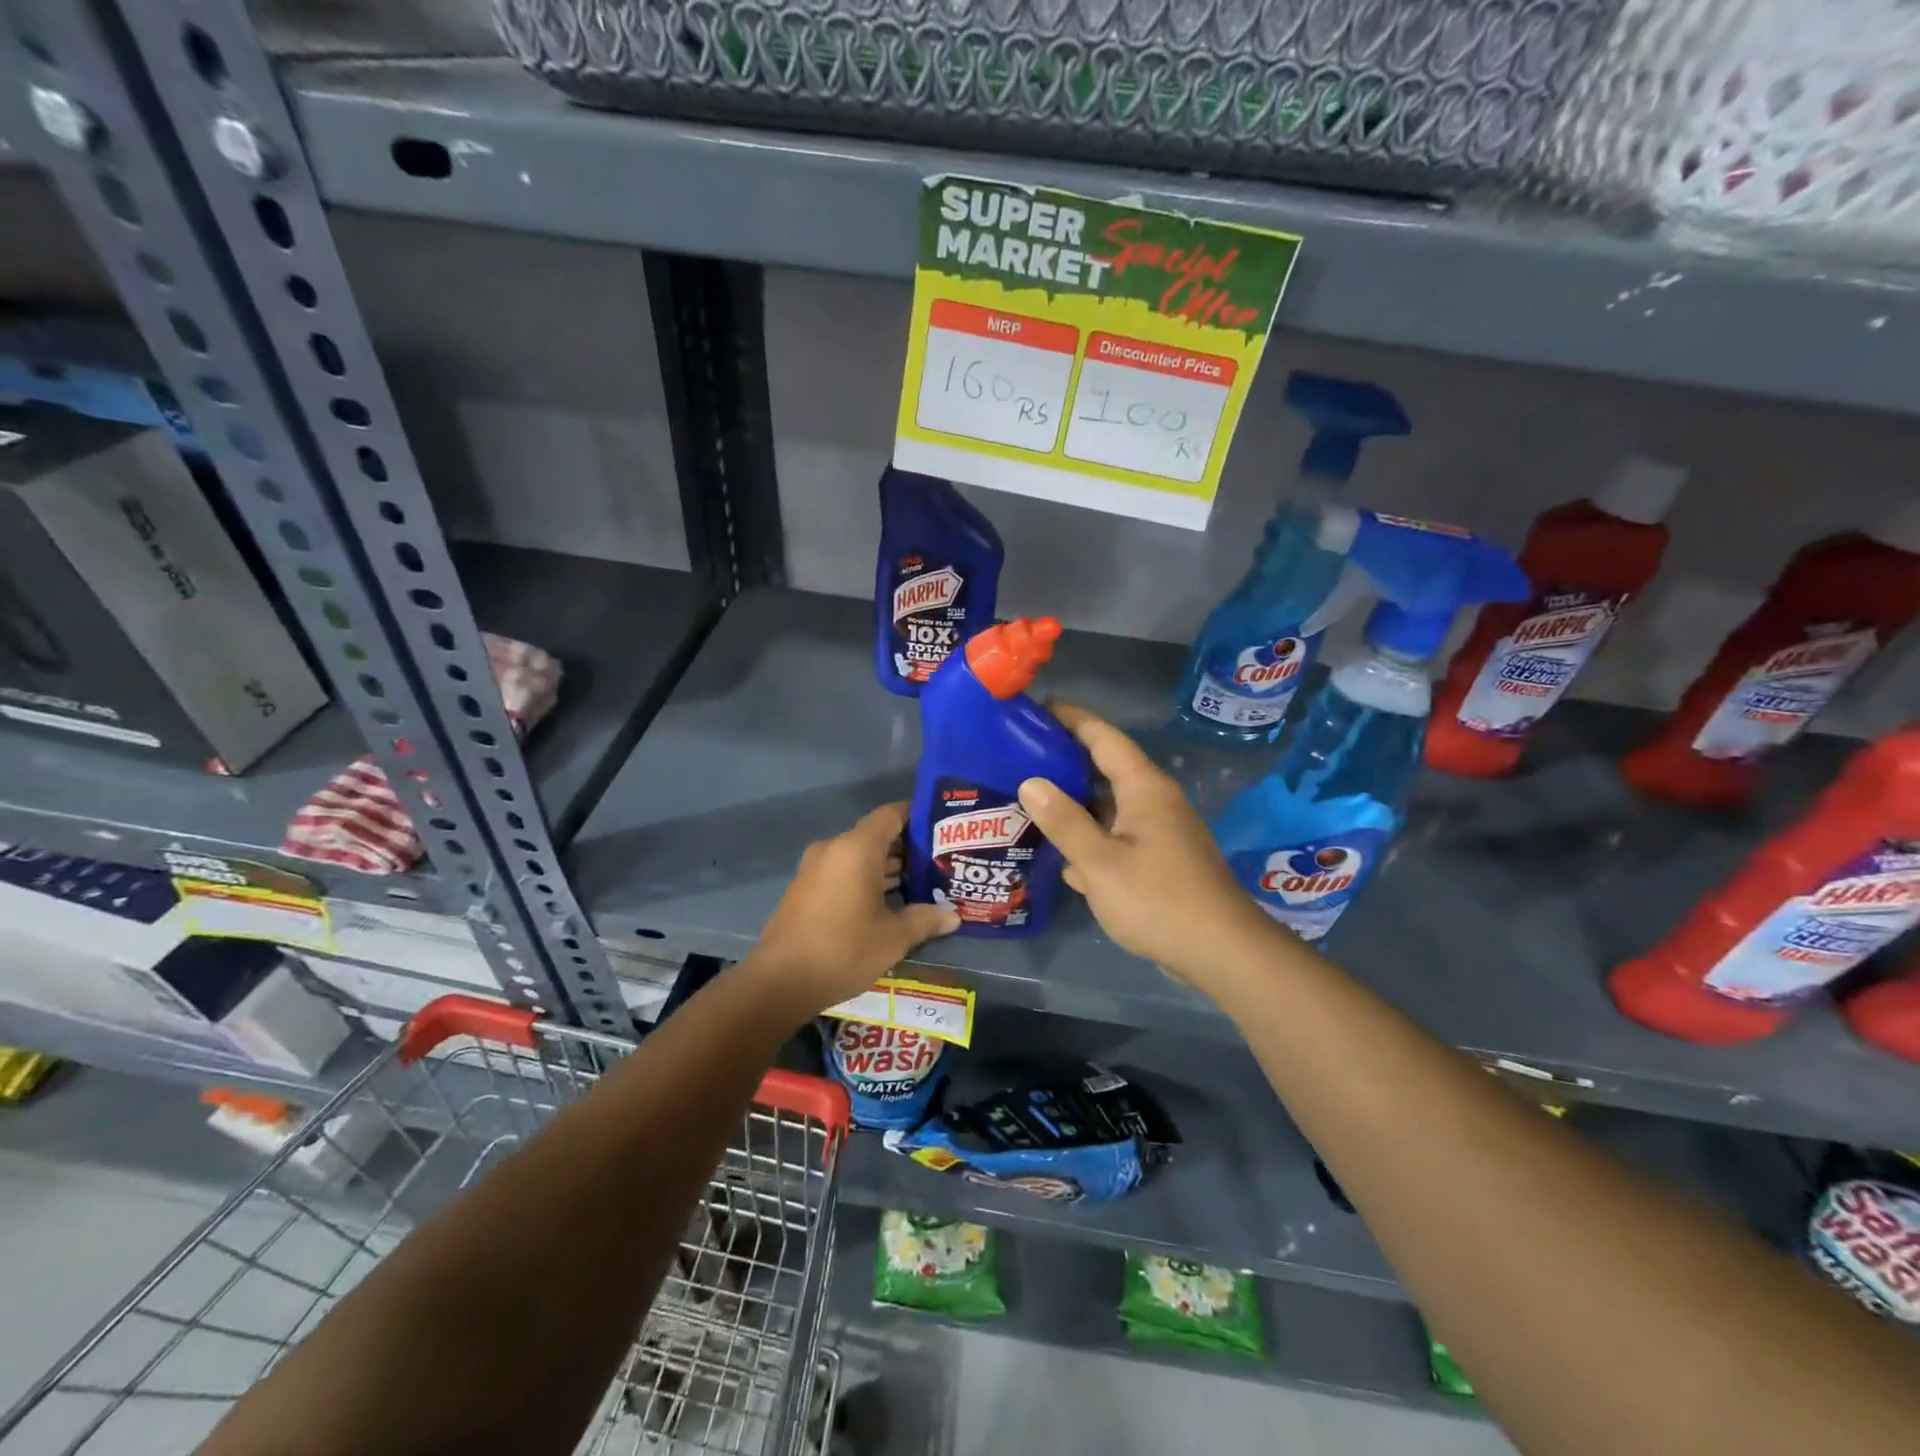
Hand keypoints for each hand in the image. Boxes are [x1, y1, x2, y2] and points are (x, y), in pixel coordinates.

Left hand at [754, 802, 959, 1013]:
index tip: (942, 828)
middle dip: (907, 848)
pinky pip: (842, 872)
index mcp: (857, 849)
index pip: (892, 815)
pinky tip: (888, 903)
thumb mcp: (893, 938)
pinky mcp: (805, 889)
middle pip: (876, 835)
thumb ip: (925, 919)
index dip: (918, 816)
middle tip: (940, 863)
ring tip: (921, 884)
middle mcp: (834, 848)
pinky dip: (865, 879)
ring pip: (859, 856)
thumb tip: (953, 915)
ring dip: (886, 867)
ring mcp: (815, 868)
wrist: (779, 982)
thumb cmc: (843, 950)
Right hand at [1017, 703, 1276, 989]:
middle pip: (1106, 768)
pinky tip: (1063, 856)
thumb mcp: (1099, 862)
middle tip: (1021, 757)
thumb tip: (1031, 782)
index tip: (1038, 708)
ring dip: (1076, 804)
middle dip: (1066, 761)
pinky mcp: (1161, 859)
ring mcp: (1161, 831)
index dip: (1072, 718)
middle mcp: (1155, 800)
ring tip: (1031, 802)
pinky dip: (1092, 837)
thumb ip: (1064, 821)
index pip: (1104, 736)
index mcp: (1144, 787)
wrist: (1220, 952)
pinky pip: (1119, 835)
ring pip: (1110, 806)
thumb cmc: (1157, 899)